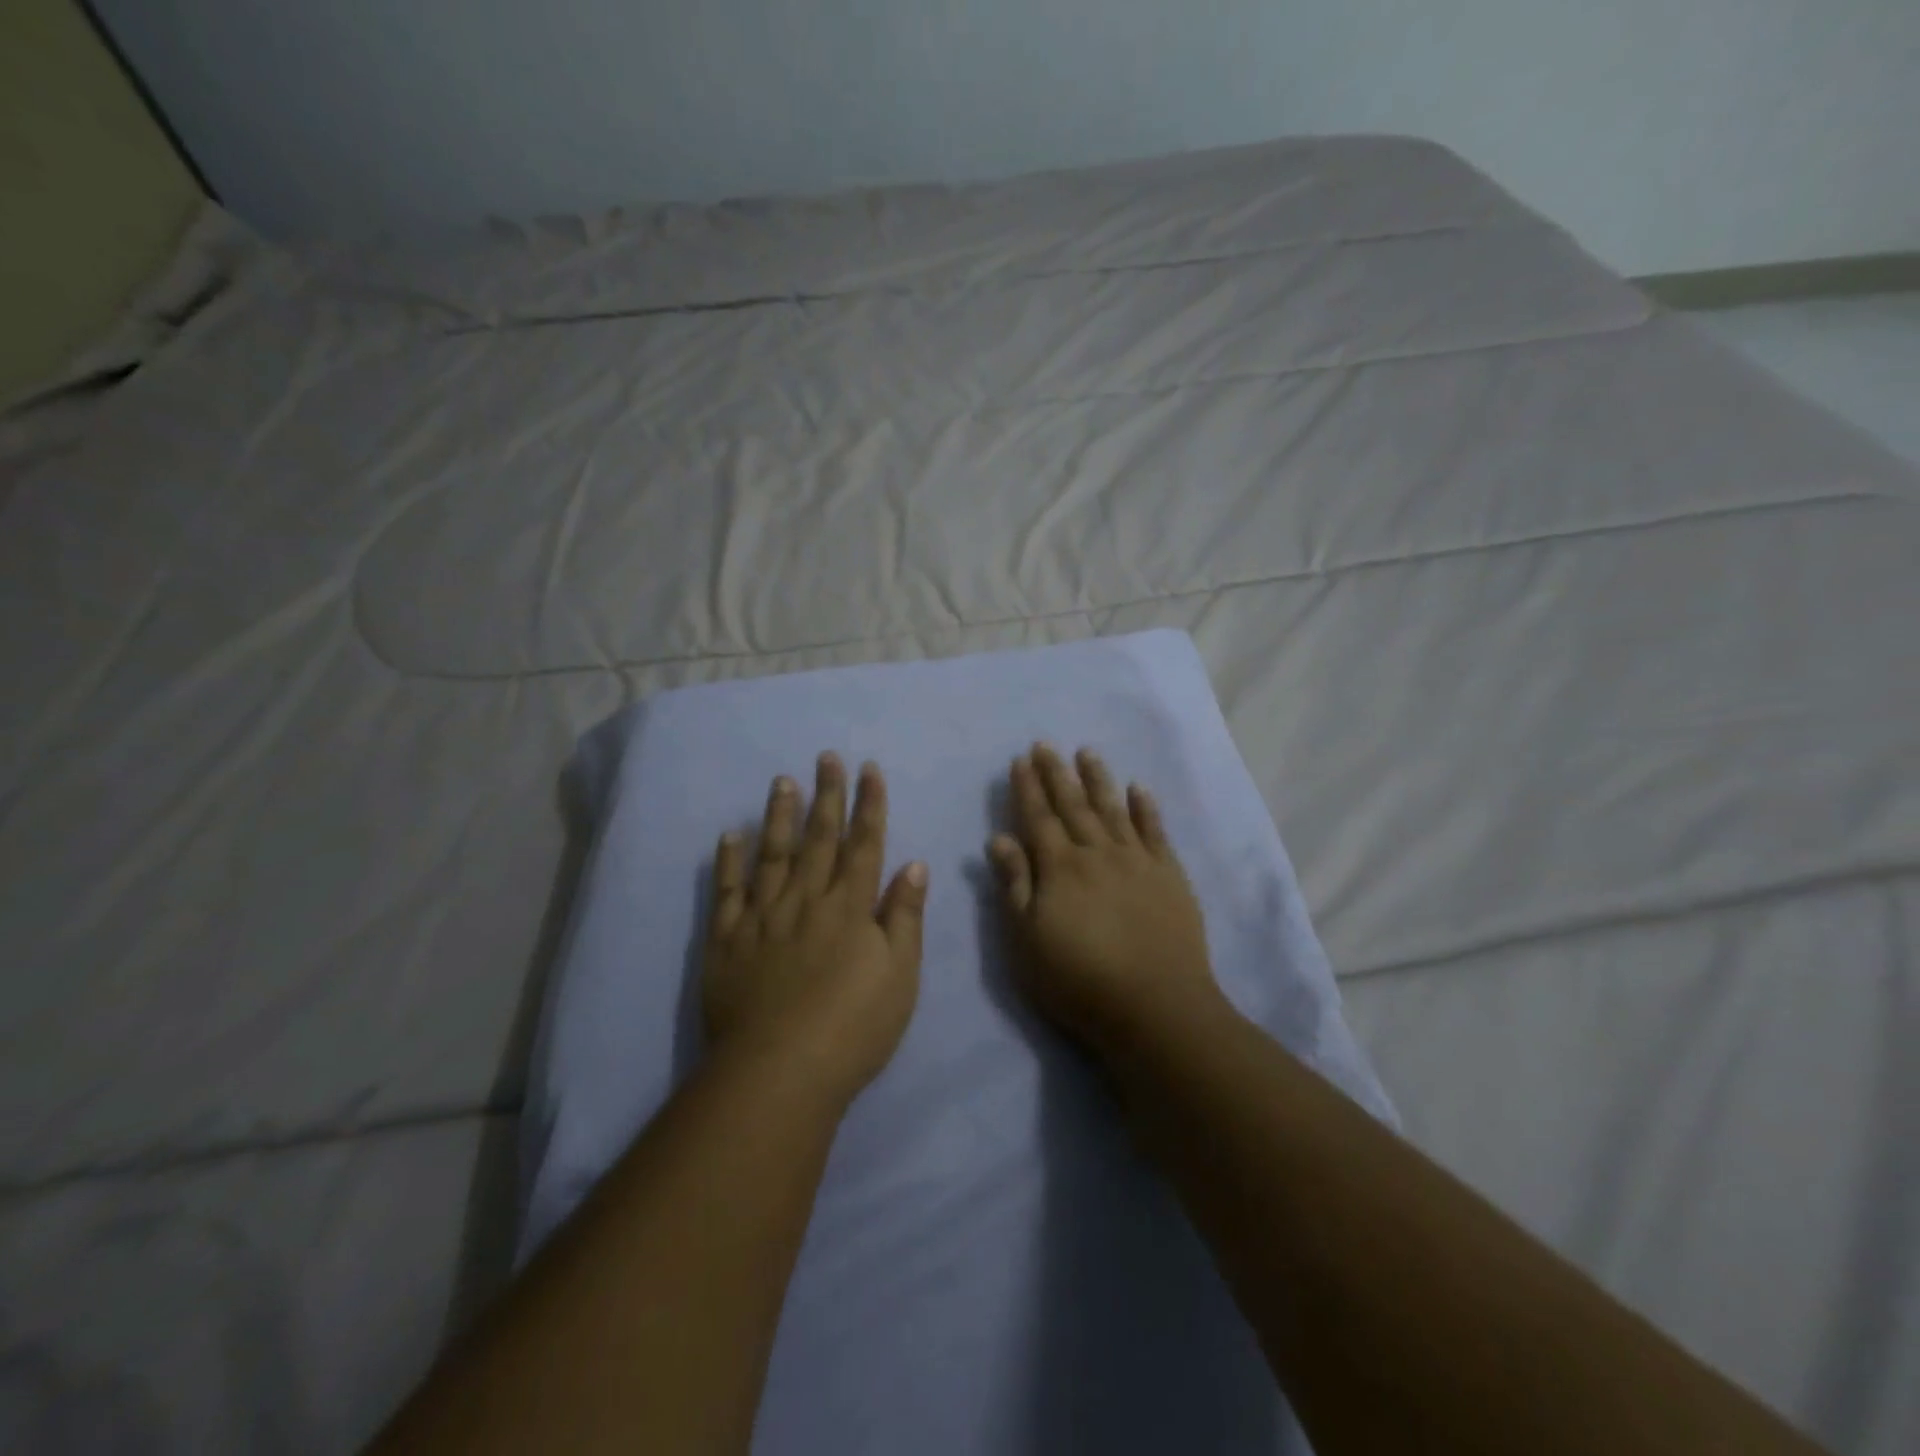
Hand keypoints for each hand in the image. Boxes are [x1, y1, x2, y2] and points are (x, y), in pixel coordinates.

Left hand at [704, 753, 927, 1106]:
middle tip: (825, 757)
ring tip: (782, 780)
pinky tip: (730, 834)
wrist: (779, 1072)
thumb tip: (914, 864)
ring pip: (772, 853)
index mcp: (850, 907)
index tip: (869, 769)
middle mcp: (806, 899)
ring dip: (779, 814)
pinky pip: (726, 891)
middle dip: (826, 795)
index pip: (864, 843)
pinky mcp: (726, 940)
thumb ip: (905, 917)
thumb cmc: (853, 1027)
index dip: (869, 804)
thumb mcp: (900, 976)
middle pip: (818, 838)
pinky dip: (728, 860)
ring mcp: (762, 916)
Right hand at [989, 744, 1226, 1051]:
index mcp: (1060, 868)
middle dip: (1057, 773)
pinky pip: (1155, 831)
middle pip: (1074, 805)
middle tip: (1046, 744)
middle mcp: (1097, 853)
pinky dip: (1146, 807)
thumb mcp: (1027, 940)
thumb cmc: (1079, 980)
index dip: (1027, 788)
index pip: (1038, 818)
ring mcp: (1137, 861)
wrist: (1155, 1006)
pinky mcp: (1170, 875)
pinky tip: (1139, 788)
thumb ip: (1015, 885)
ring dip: (1098, 779)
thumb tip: (999, 838)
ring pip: (1113, 809)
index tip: (1020, 760)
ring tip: (1087, 752)